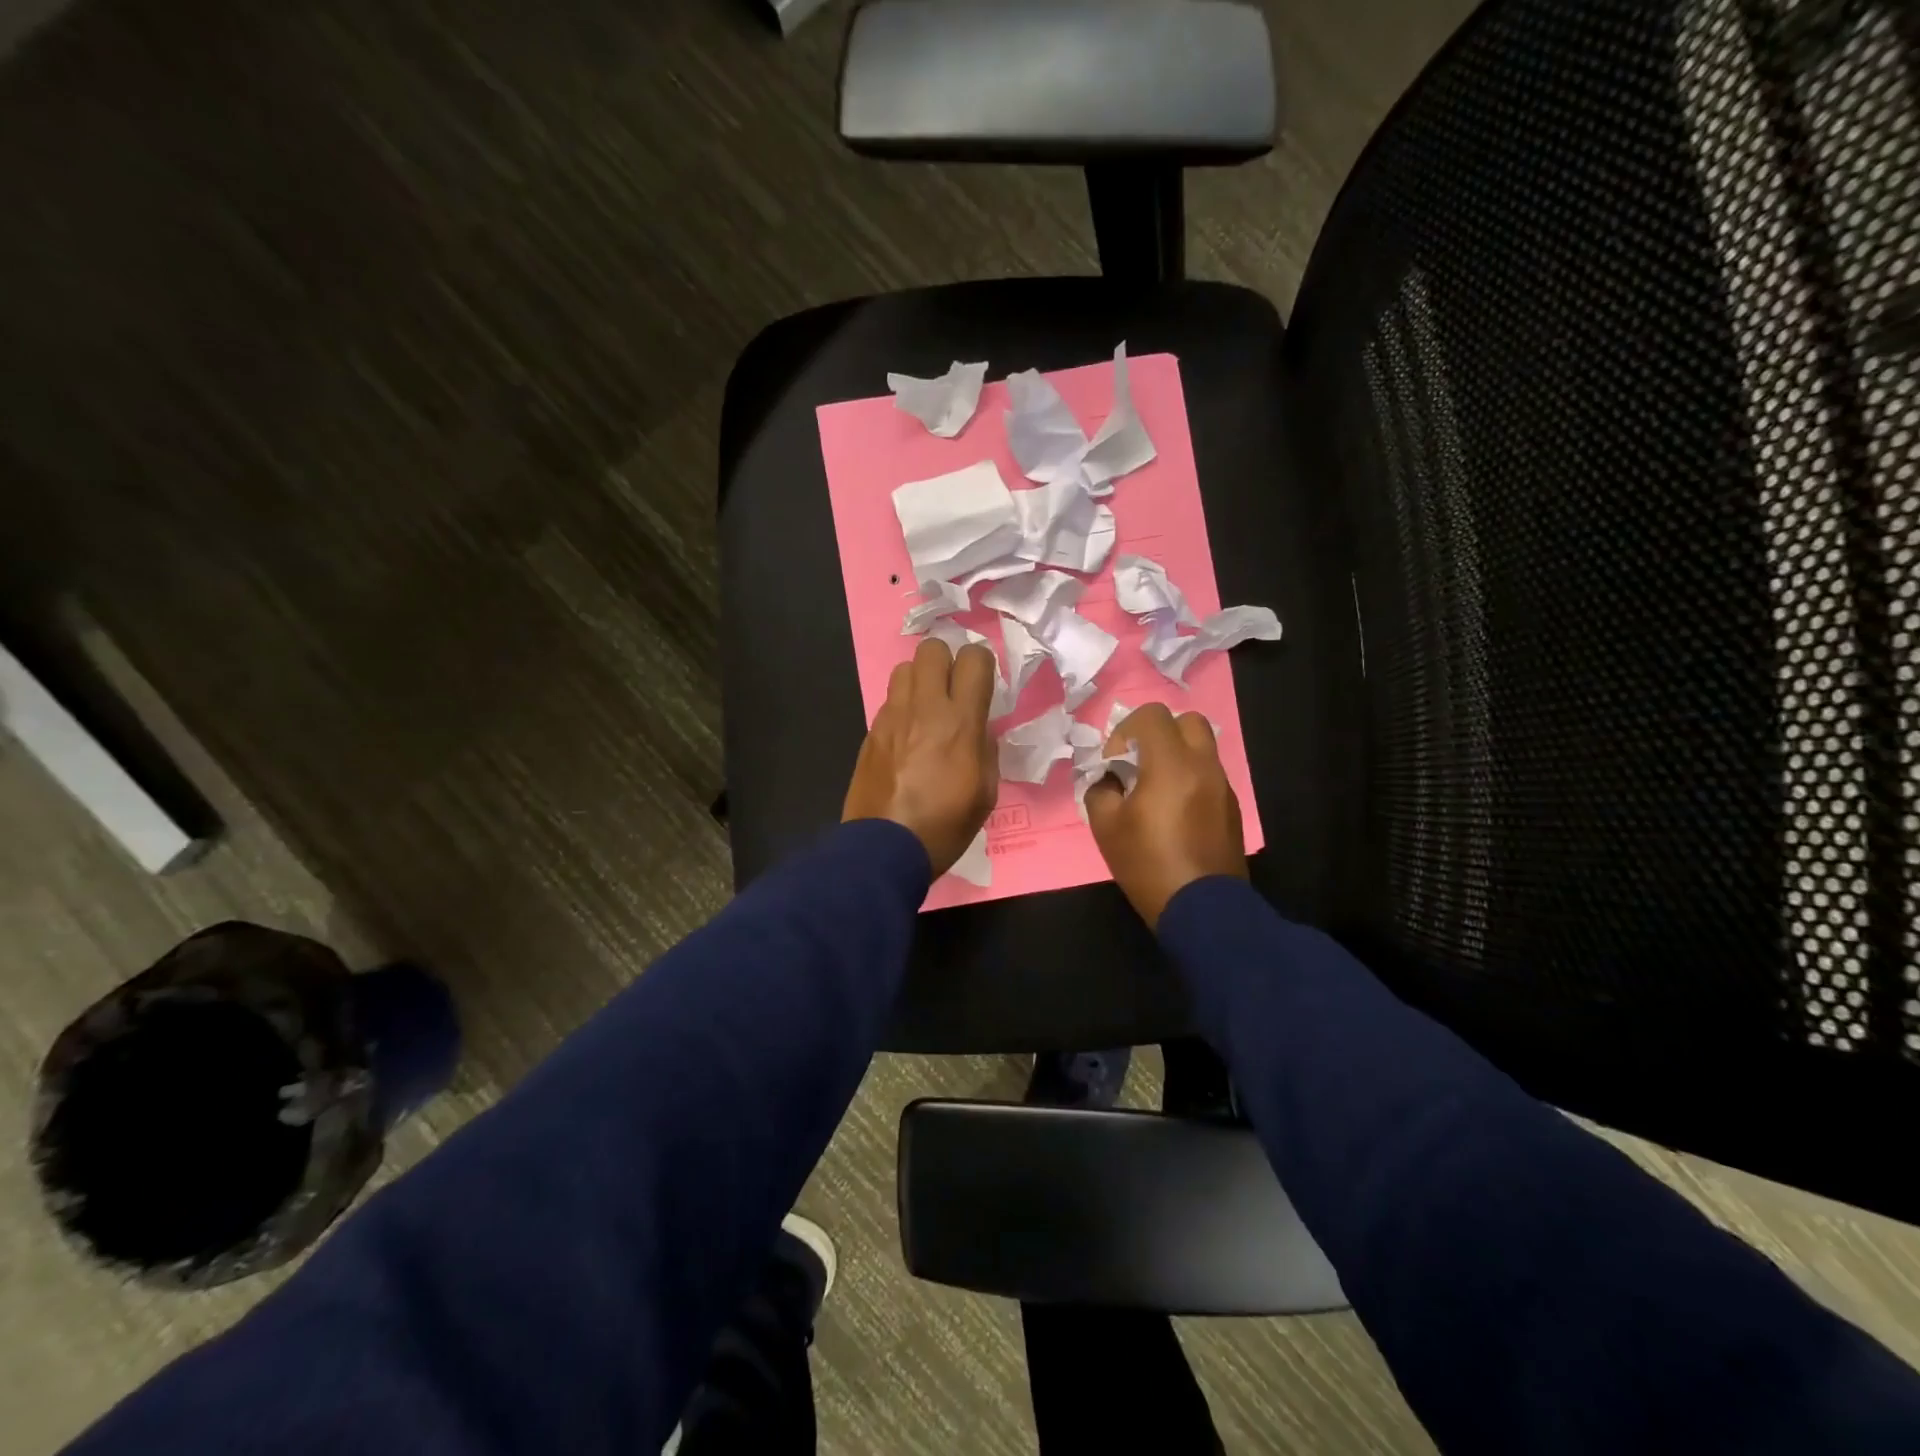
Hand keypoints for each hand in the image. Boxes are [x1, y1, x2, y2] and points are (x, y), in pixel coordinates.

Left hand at [842, 638, 998, 877]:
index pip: (974, 658)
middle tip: (953, 690)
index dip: (982, 664)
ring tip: (927, 710)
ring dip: (920, 680)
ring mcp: (892, 717)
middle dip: (946, 661)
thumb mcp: (986, 792)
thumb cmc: (945, 826)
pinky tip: (907, 737)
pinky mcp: (871, 731)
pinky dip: (902, 707)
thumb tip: (978, 728)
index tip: (983, 685)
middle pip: (932, 648)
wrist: (884, 848)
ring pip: (904, 668)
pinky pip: (889, 700)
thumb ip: (986, 748)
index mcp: (960, 721)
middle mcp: (924, 708)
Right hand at [1084, 703, 1246, 928]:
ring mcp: (1222, 786)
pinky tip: (1175, 814)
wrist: (1202, 909)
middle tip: (1140, 765)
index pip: (1151, 715)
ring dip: (1176, 756)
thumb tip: (1108, 780)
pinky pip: (1209, 775)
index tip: (1116, 765)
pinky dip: (1190, 779)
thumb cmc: (1148, 864)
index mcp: (1171, 764)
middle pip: (1186, 721)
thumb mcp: (1105, 826)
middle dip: (1159, 734)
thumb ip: (1100, 790)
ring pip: (1201, 748)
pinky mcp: (1232, 808)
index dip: (1126, 731)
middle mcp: (1203, 765)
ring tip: (1155, 791)